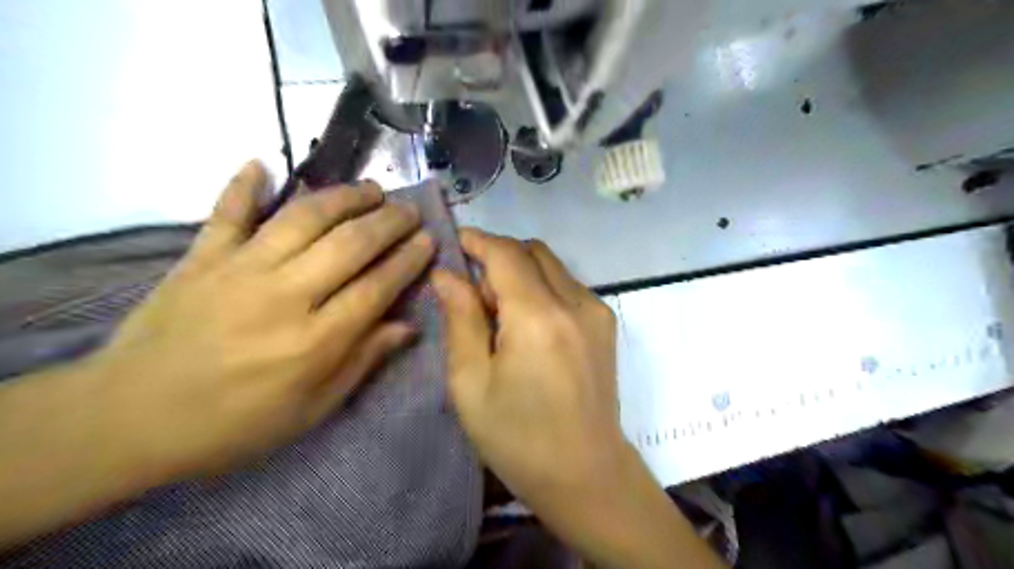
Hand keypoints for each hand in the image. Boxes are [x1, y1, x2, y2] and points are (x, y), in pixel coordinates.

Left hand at [89, 163, 434, 481]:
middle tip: (409, 211)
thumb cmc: (234, 425)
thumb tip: (407, 327)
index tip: (429, 240)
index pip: (377, 287)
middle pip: (349, 244)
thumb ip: (362, 362)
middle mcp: (285, 295)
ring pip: (303, 218)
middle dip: (388, 222)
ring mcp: (240, 270)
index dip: (409, 260)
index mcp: (315, 341)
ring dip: (343, 197)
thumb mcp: (312, 410)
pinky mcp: (201, 258)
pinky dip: (243, 185)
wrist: (128, 421)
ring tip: (371, 188)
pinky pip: (227, 212)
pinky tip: (262, 164)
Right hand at [429, 229, 626, 508]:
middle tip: (474, 294)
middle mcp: (575, 302)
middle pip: (531, 251)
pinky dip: (540, 288)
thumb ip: (460, 318)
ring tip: (499, 315)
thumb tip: (446, 275)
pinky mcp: (605, 323)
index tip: (454, 243)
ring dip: (520, 273)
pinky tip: (528, 327)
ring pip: (551, 265)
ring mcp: (596, 311)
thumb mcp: (471, 382)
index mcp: (538, 317)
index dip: (477, 241)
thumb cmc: (518, 437)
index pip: (505, 253)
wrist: (586, 473)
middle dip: (497, 257)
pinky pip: (566, 285)